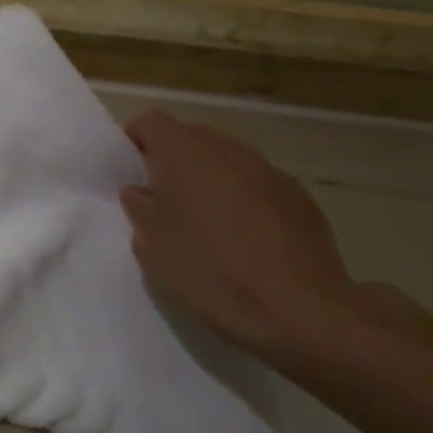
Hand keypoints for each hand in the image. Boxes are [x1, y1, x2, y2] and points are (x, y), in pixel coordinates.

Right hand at [119, 109, 359, 359]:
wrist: (300, 310)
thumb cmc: (209, 270)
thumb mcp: (150, 244)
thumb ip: (139, 207)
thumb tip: (142, 193)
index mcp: (183, 153)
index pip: (150, 121)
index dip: (135, 141)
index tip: (130, 172)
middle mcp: (227, 150)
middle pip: (191, 137)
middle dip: (174, 161)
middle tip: (164, 200)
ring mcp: (270, 172)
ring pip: (227, 161)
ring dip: (211, 180)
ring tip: (207, 222)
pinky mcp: (301, 199)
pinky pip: (258, 186)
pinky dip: (245, 200)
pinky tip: (246, 240)